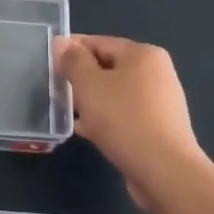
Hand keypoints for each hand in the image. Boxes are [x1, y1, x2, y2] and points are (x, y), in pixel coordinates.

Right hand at [56, 35, 205, 207]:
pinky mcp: (160, 128)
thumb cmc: (124, 119)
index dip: (71, 50)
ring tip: (70, 113)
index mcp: (143, 54)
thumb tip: (62, 41)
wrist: (165, 172)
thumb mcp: (89, 84)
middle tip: (58, 91)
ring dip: (92, 101)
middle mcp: (157, 73)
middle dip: (81, 79)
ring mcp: (161, 102)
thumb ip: (72, 60)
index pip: (99, 42)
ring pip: (115, 93)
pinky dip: (107, 119)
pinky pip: (125, 115)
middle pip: (108, 67)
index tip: (49, 64)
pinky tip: (88, 131)